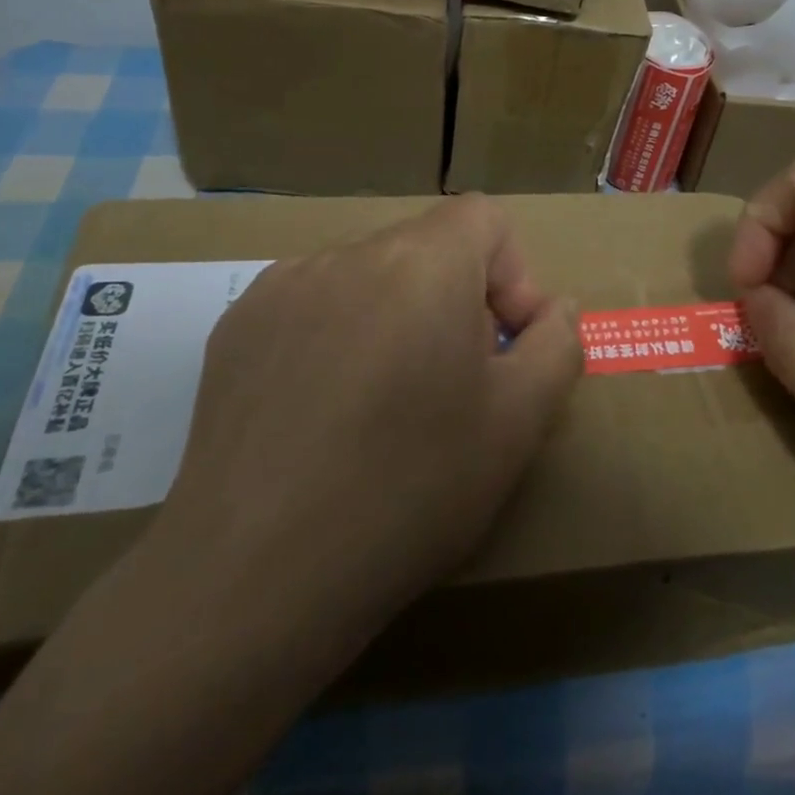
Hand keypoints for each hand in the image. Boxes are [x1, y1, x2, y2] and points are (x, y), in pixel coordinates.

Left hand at [150, 195, 583, 641]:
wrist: (253, 576)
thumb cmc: (409, 490)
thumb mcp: (519, 423)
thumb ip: (557, 345)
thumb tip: (552, 308)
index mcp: (423, 263)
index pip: (483, 218)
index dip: (512, 274)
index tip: (504, 346)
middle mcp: (349, 254)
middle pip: (426, 247)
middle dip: (456, 301)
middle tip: (451, 386)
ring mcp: (283, 286)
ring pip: (369, 276)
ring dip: (396, 317)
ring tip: (383, 405)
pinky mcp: (237, 326)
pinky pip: (313, 305)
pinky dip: (338, 335)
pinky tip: (323, 412)